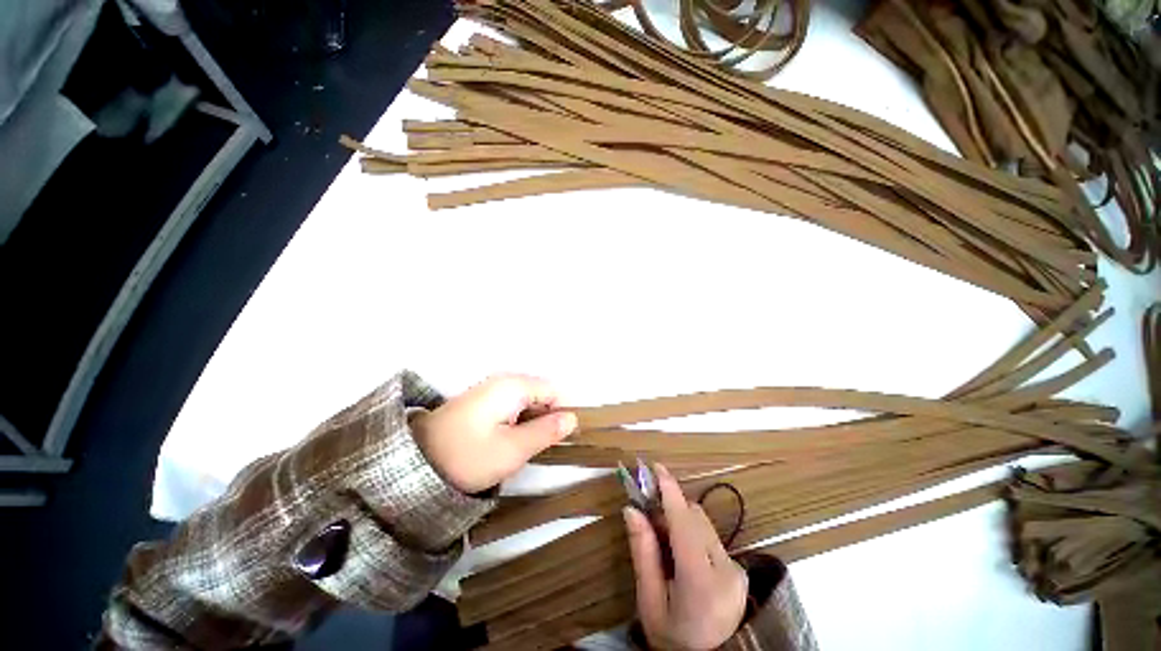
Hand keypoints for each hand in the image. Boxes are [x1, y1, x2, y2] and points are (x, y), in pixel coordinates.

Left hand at [411, 374, 576, 493]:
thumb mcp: (513, 449)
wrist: (419, 463)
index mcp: (511, 386)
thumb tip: (572, 418)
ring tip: (522, 452)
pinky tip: (505, 448)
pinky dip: (514, 429)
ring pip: (524, 407)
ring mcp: (486, 394)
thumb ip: (546, 431)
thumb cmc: (469, 456)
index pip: (555, 391)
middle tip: (541, 451)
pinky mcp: (476, 408)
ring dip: (529, 428)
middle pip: (540, 397)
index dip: (565, 415)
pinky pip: (508, 412)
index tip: (564, 442)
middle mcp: (500, 383)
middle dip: (546, 421)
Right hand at [625, 464, 747, 650]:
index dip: (671, 495)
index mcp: (701, 581)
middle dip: (672, 509)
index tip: (656, 469)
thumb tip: (633, 513)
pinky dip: (694, 539)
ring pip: (708, 530)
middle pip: (699, 523)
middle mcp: (727, 569)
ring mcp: (738, 569)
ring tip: (657, 535)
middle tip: (644, 509)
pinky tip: (678, 556)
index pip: (686, 527)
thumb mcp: (650, 603)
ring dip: (683, 523)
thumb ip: (644, 557)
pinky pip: (715, 544)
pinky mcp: (741, 571)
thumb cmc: (671, 636)